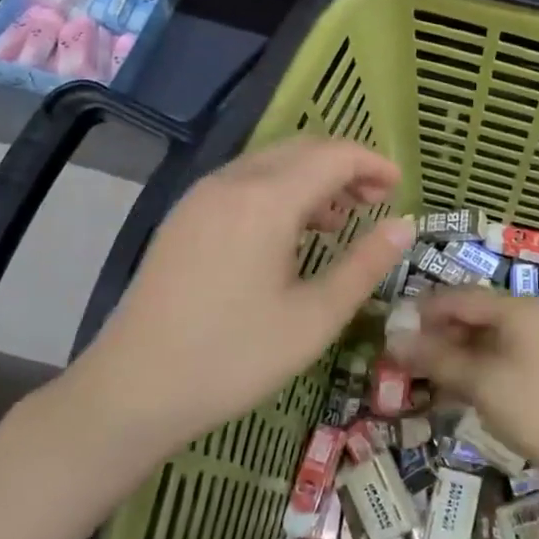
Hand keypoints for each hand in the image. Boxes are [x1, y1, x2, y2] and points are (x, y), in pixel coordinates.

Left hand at [71, 138, 414, 445]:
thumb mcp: (314, 318)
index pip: (333, 156)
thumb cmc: (233, 357)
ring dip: (312, 177)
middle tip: (377, 202)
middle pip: (301, 149)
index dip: (372, 164)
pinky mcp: (184, 216)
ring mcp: (201, 196)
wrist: (133, 389)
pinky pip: (244, 182)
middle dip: (345, 166)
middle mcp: (231, 182)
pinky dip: (279, 190)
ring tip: (340, 220)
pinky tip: (290, 233)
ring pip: (270, 163)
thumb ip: (364, 265)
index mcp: (266, 200)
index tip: (401, 187)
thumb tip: (405, 225)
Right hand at [393, 287, 538, 483]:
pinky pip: (490, 365)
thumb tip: (392, 339)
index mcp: (516, 310)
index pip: (458, 297)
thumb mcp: (480, 381)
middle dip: (432, 336)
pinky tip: (442, 396)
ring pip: (477, 344)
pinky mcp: (532, 376)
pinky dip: (466, 375)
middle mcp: (524, 321)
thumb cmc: (535, 410)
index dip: (421, 311)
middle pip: (468, 318)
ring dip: (446, 359)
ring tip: (411, 378)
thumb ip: (435, 358)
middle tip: (395, 359)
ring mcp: (530, 350)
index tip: (387, 330)